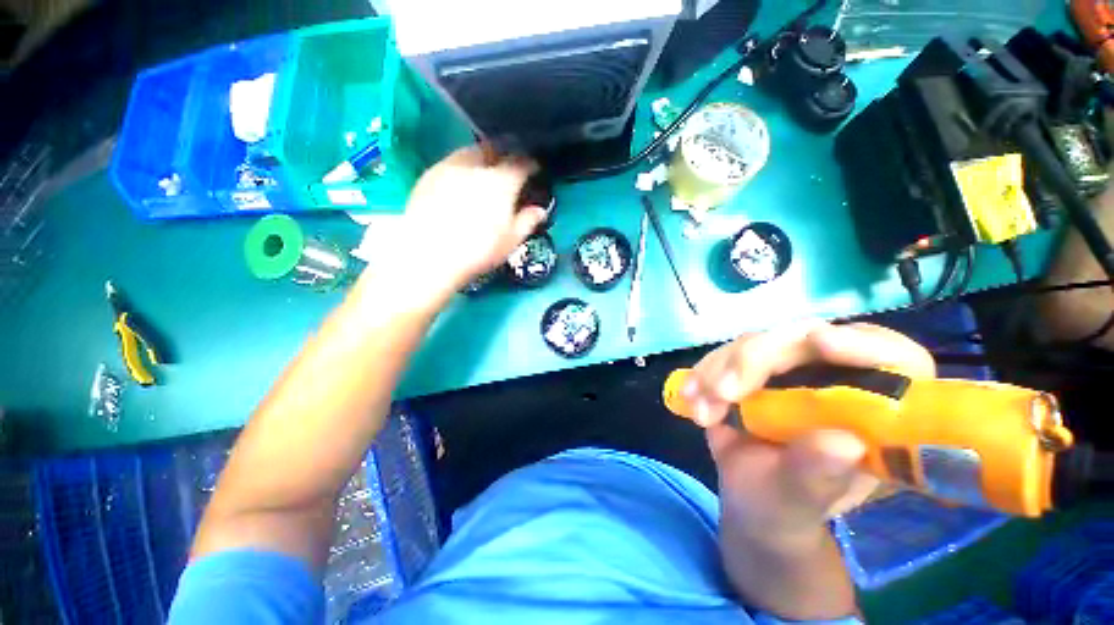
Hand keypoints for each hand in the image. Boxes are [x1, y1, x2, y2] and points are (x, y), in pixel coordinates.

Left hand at [394, 146, 547, 291]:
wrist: (429, 253)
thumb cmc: (478, 249)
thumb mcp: (511, 241)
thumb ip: (527, 221)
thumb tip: (540, 210)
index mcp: (502, 182)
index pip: (522, 162)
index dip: (531, 164)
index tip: (535, 169)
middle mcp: (477, 166)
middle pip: (495, 149)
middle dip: (505, 154)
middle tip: (509, 166)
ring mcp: (450, 166)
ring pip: (471, 151)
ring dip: (483, 157)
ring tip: (485, 170)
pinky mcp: (429, 174)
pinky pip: (452, 162)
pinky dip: (462, 166)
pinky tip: (461, 182)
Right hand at [681, 321, 934, 550]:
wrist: (746, 498)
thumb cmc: (786, 507)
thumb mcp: (803, 501)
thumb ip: (819, 476)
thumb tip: (841, 443)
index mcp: (874, 409)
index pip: (892, 358)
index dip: (863, 344)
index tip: (820, 343)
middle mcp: (832, 377)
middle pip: (802, 338)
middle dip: (756, 360)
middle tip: (724, 393)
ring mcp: (786, 368)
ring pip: (754, 343)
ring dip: (719, 370)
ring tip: (702, 411)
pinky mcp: (748, 368)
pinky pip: (723, 356)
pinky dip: (702, 373)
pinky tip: (690, 398)